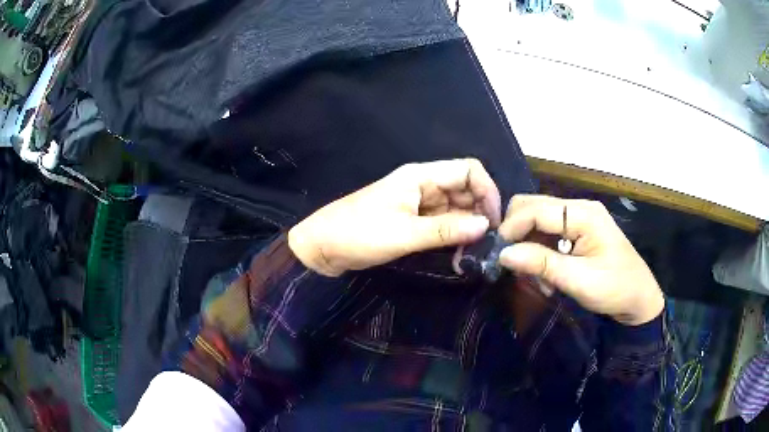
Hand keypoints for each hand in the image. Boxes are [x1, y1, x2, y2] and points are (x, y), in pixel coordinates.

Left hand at [288, 159, 501, 276]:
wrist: (322, 247)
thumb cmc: (358, 234)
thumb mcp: (404, 234)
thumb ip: (446, 230)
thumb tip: (487, 226)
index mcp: (421, 176)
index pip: (468, 170)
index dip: (487, 190)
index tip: (495, 221)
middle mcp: (423, 185)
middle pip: (465, 190)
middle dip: (480, 213)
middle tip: (488, 244)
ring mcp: (418, 204)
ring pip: (456, 209)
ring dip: (468, 228)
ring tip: (474, 254)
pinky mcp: (413, 221)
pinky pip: (442, 223)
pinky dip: (453, 236)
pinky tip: (458, 255)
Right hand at [497, 195, 663, 325]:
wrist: (639, 298)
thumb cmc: (614, 288)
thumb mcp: (579, 280)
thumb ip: (542, 264)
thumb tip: (503, 254)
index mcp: (584, 214)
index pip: (537, 209)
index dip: (512, 227)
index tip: (497, 253)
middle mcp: (580, 207)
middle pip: (534, 205)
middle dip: (517, 231)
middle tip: (510, 261)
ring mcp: (580, 217)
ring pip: (539, 217)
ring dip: (528, 242)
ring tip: (530, 274)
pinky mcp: (579, 229)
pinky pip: (549, 230)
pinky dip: (539, 249)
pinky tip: (544, 272)